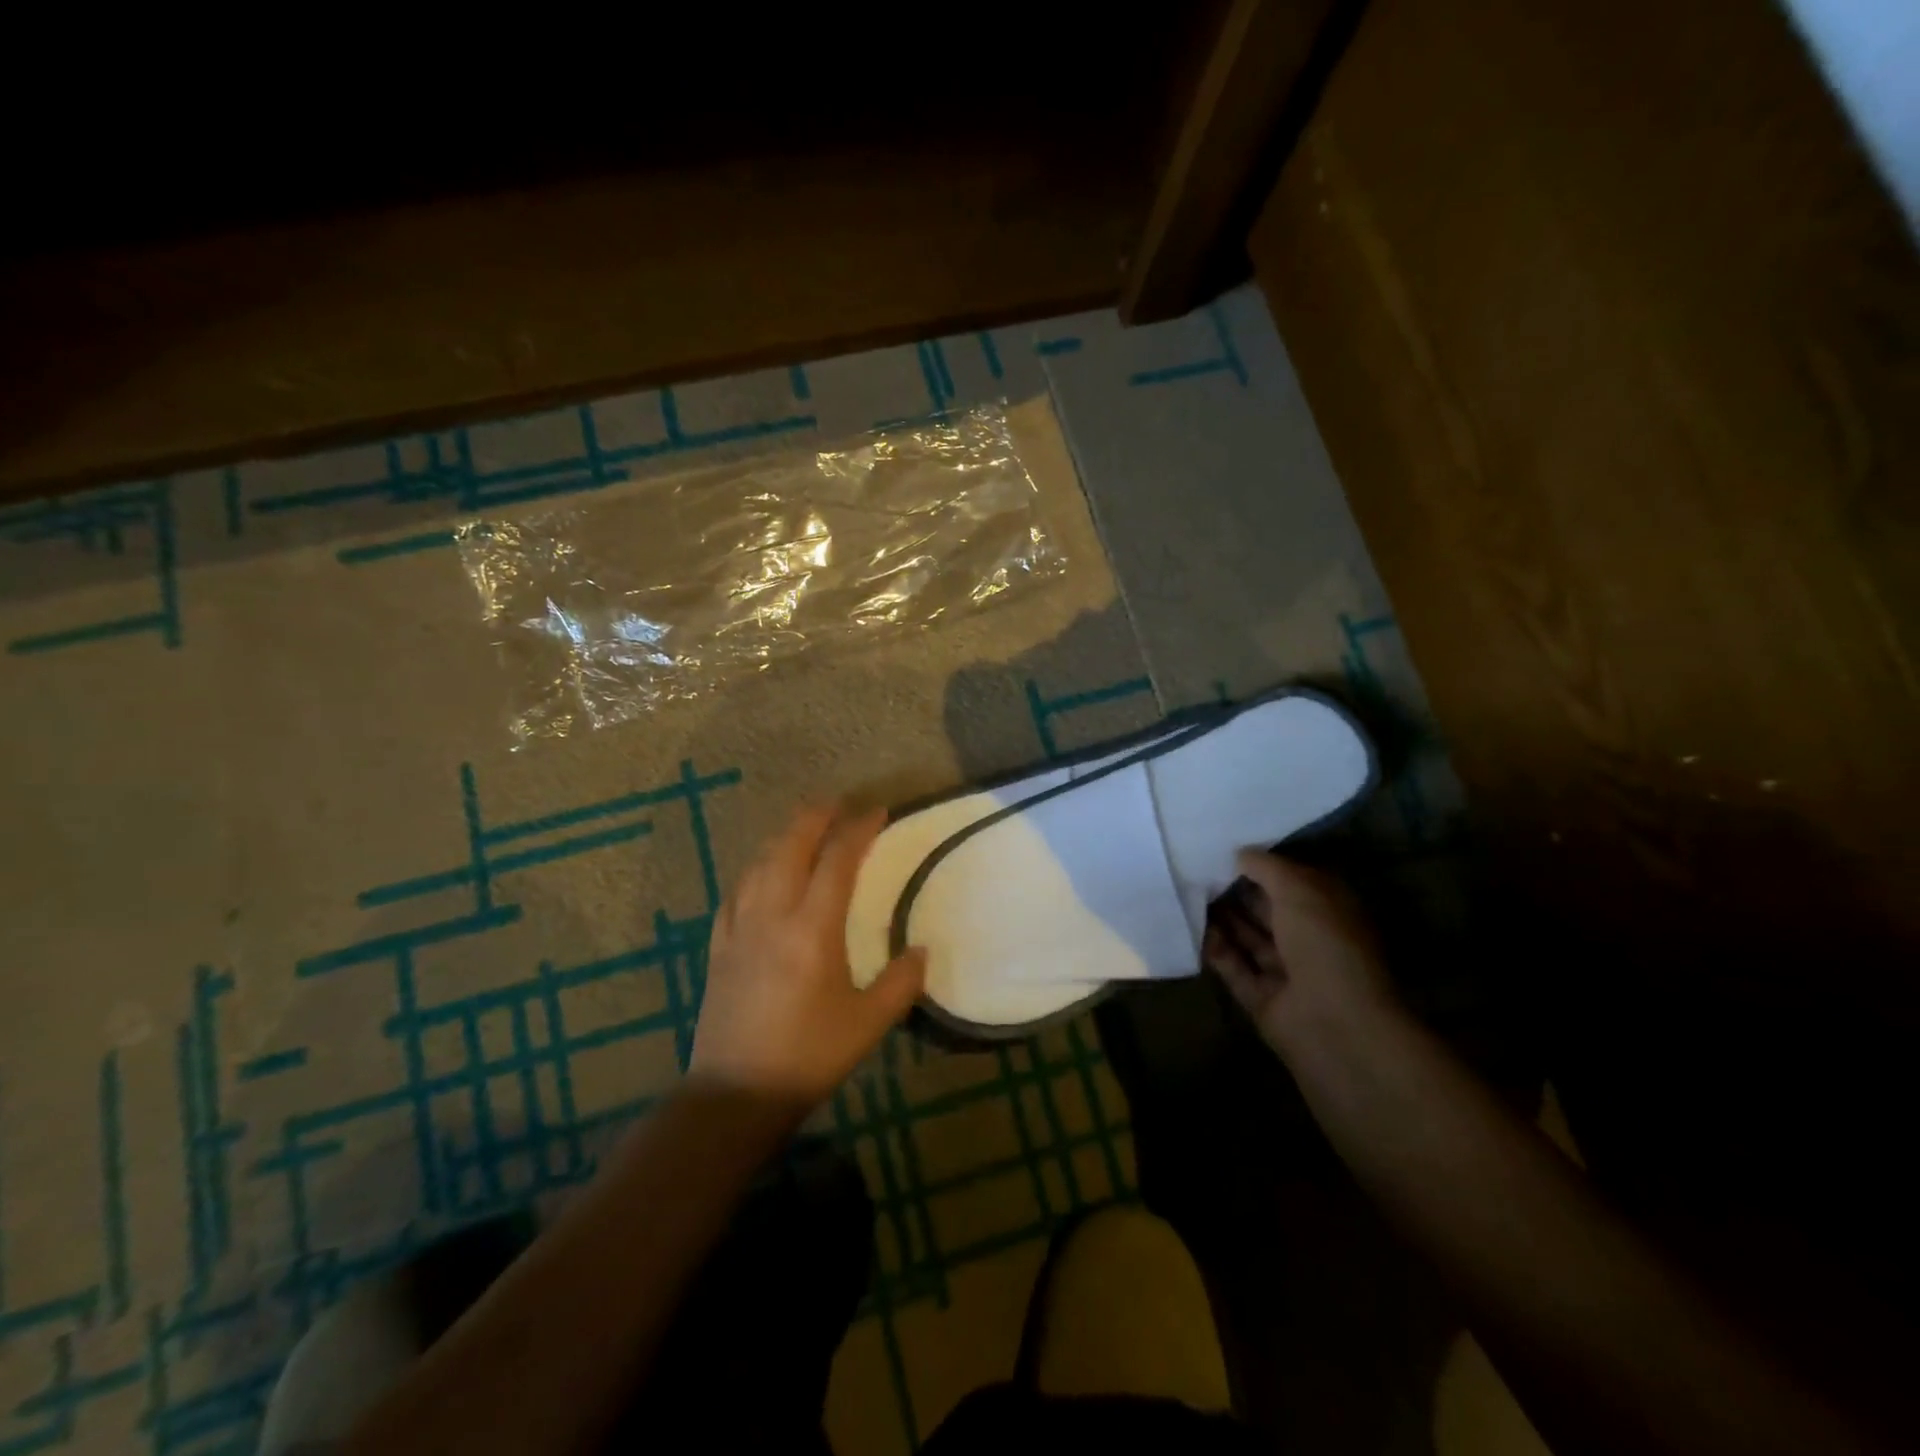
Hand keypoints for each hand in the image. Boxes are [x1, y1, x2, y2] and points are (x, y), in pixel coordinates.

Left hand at [691, 804, 925, 1110]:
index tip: (878, 811)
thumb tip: (921, 950)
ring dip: (783, 837)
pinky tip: (760, 875)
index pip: (838, 860)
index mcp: (813, 928)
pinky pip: (737, 892)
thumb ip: (900, 983)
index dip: (859, 829)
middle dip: (814, 817)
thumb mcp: (868, 1024)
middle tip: (836, 804)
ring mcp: (740, 928)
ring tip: (802, 829)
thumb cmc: (808, 1056)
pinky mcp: (719, 947)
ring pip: (759, 863)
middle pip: (790, 846)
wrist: (735, 1093)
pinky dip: (755, 871)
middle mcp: (773, 915)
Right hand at [1203, 851, 1394, 1057]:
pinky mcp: (1262, 998)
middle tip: (1197, 868)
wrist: (1335, 1024)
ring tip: (1188, 892)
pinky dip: (1216, 949)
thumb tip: (1240, 854)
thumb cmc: (1325, 944)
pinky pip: (1234, 968)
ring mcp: (1286, 972)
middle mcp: (1310, 939)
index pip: (1293, 881)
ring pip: (1248, 938)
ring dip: (1222, 918)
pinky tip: (1193, 927)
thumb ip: (1266, 867)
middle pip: (1268, 910)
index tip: (1226, 848)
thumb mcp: (1298, 889)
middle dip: (1237, 891)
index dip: (1263, 865)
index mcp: (1330, 911)